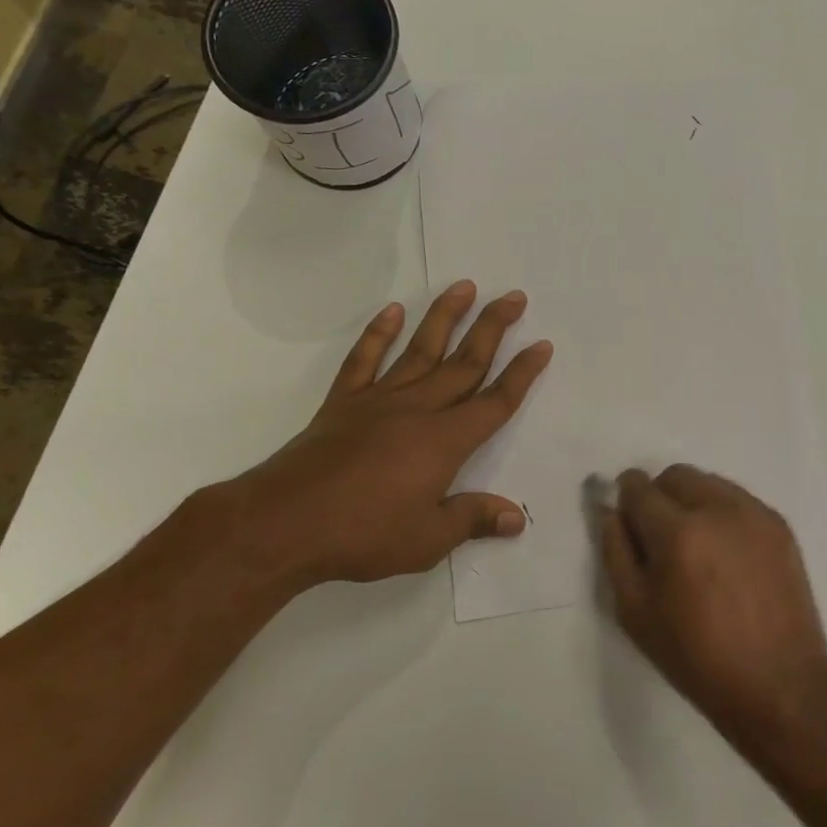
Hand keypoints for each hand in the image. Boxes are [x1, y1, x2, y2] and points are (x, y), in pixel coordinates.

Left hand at [215, 282, 551, 588]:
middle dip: (494, 328)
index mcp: (445, 441)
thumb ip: (472, 519)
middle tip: (515, 297)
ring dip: (445, 316)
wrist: (284, 523)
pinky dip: (378, 334)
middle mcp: (418, 409)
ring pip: (420, 349)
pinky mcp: (343, 403)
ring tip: (465, 286)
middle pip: (465, 362)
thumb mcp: (427, 539)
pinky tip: (392, 311)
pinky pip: (364, 360)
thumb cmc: (363, 534)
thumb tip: (516, 517)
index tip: (542, 345)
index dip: (523, 373)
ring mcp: (378, 400)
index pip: (495, 401)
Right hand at [601, 466, 826, 738]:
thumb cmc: (697, 657)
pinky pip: (738, 500)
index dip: (626, 499)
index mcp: (677, 533)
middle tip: (661, 539)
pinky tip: (727, 555)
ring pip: (708, 483)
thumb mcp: (635, 612)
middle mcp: (717, 509)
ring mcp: (754, 513)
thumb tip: (609, 510)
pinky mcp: (779, 524)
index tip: (628, 521)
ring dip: (692, 501)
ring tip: (698, 548)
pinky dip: (722, 514)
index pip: (638, 487)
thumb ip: (615, 551)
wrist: (778, 684)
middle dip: (659, 496)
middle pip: (675, 475)